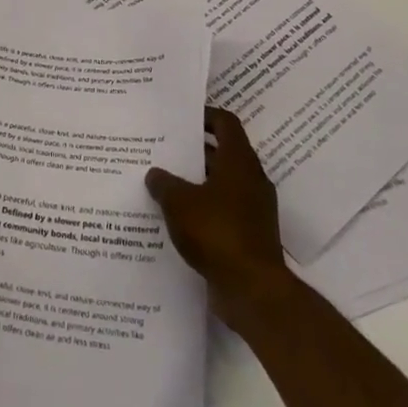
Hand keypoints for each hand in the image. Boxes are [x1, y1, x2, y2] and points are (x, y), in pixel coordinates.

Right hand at [146, 107, 291, 332]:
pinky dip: (202, 209)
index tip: (181, 118)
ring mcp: (252, 209)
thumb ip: (164, 183)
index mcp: (239, 162)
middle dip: (194, 151)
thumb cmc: (217, 232)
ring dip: (196, 182)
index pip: (226, 123)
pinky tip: (176, 218)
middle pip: (222, 153)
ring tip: (163, 183)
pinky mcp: (248, 235)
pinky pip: (222, 211)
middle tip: (163, 149)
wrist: (253, 290)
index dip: (205, 116)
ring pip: (221, 184)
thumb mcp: (179, 202)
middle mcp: (250, 180)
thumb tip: (155, 173)